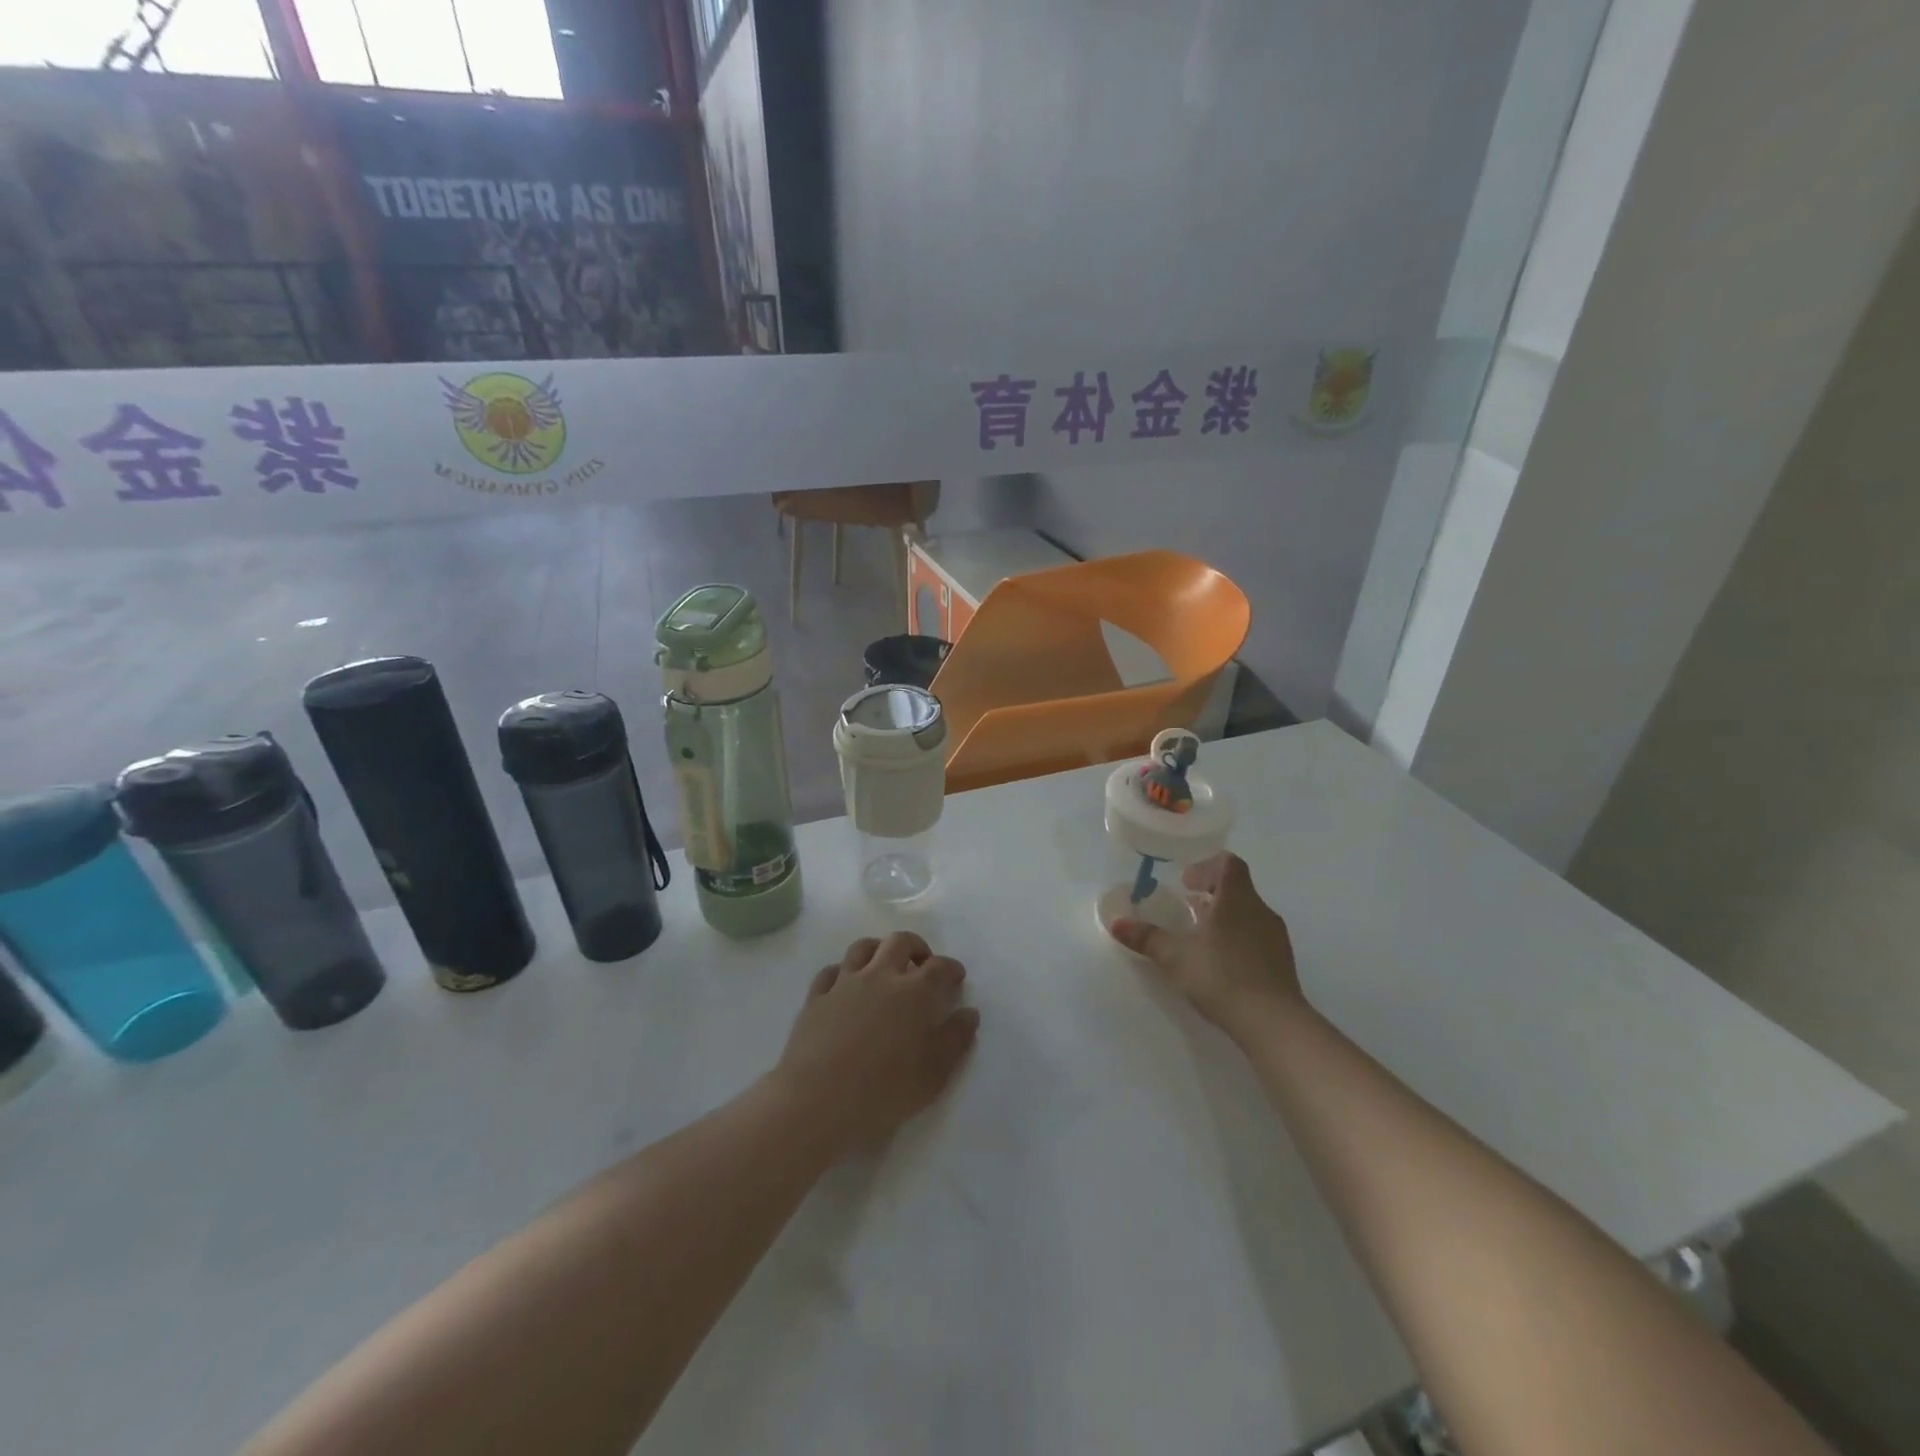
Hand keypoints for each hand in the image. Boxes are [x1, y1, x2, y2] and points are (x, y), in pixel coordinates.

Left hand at [773, 932, 979, 1152]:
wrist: (818, 1101)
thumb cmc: (884, 1091)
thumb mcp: (934, 1074)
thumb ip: (955, 1039)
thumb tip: (969, 1013)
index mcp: (914, 992)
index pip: (939, 967)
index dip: (951, 968)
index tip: (956, 977)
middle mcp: (880, 975)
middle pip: (900, 942)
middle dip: (916, 947)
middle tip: (922, 964)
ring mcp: (845, 983)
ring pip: (863, 947)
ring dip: (879, 950)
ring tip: (885, 966)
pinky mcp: (816, 997)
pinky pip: (831, 971)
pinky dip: (844, 971)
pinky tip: (846, 985)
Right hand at [1110, 853, 1304, 1039]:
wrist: (1272, 1022)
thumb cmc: (1221, 976)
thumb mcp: (1174, 956)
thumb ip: (1146, 937)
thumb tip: (1116, 922)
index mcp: (1237, 898)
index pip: (1228, 863)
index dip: (1207, 866)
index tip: (1186, 881)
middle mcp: (1260, 910)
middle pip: (1238, 887)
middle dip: (1212, 893)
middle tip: (1187, 906)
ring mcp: (1276, 937)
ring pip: (1248, 913)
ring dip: (1225, 917)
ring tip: (1200, 936)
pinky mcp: (1283, 962)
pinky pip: (1258, 937)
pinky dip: (1238, 939)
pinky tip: (1221, 962)